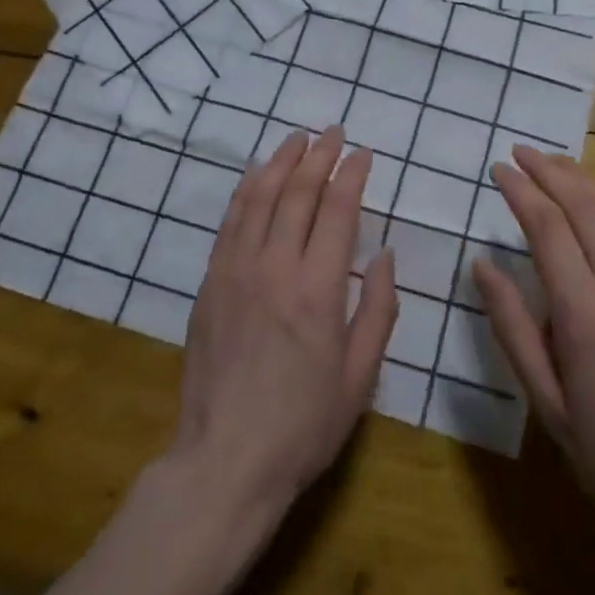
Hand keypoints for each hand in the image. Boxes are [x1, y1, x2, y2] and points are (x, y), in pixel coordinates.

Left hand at [172, 126, 398, 515]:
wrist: (225, 462)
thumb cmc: (303, 425)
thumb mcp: (360, 376)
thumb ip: (377, 309)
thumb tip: (383, 255)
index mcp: (318, 290)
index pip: (338, 210)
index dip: (352, 174)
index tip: (363, 153)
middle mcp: (276, 268)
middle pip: (298, 193)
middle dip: (319, 156)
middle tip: (333, 132)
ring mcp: (236, 272)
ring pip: (259, 198)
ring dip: (280, 162)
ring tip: (297, 139)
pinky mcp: (211, 284)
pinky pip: (230, 223)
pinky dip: (245, 191)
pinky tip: (255, 175)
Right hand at [473, 147, 594, 555]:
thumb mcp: (546, 402)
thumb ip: (512, 327)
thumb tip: (482, 266)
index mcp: (584, 314)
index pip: (546, 228)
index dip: (521, 191)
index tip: (499, 169)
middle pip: (586, 206)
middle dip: (551, 171)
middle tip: (522, 152)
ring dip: (589, 181)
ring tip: (560, 163)